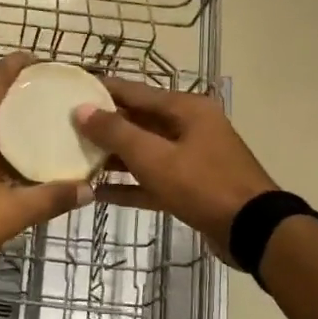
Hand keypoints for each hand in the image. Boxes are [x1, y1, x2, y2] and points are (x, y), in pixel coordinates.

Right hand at [74, 79, 278, 258]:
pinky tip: (97, 193)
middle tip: (66, 126)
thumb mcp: (154, 157)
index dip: (102, 90)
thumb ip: (115, 132)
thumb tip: (81, 109)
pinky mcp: (190, 188)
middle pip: (139, 121)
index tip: (72, 88)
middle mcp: (190, 128)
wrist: (251, 230)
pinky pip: (152, 181)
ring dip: (113, 157)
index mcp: (186, 109)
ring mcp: (192, 159)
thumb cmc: (202, 184)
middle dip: (104, 125)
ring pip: (144, 152)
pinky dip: (129, 185)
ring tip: (75, 158)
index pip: (135, 92)